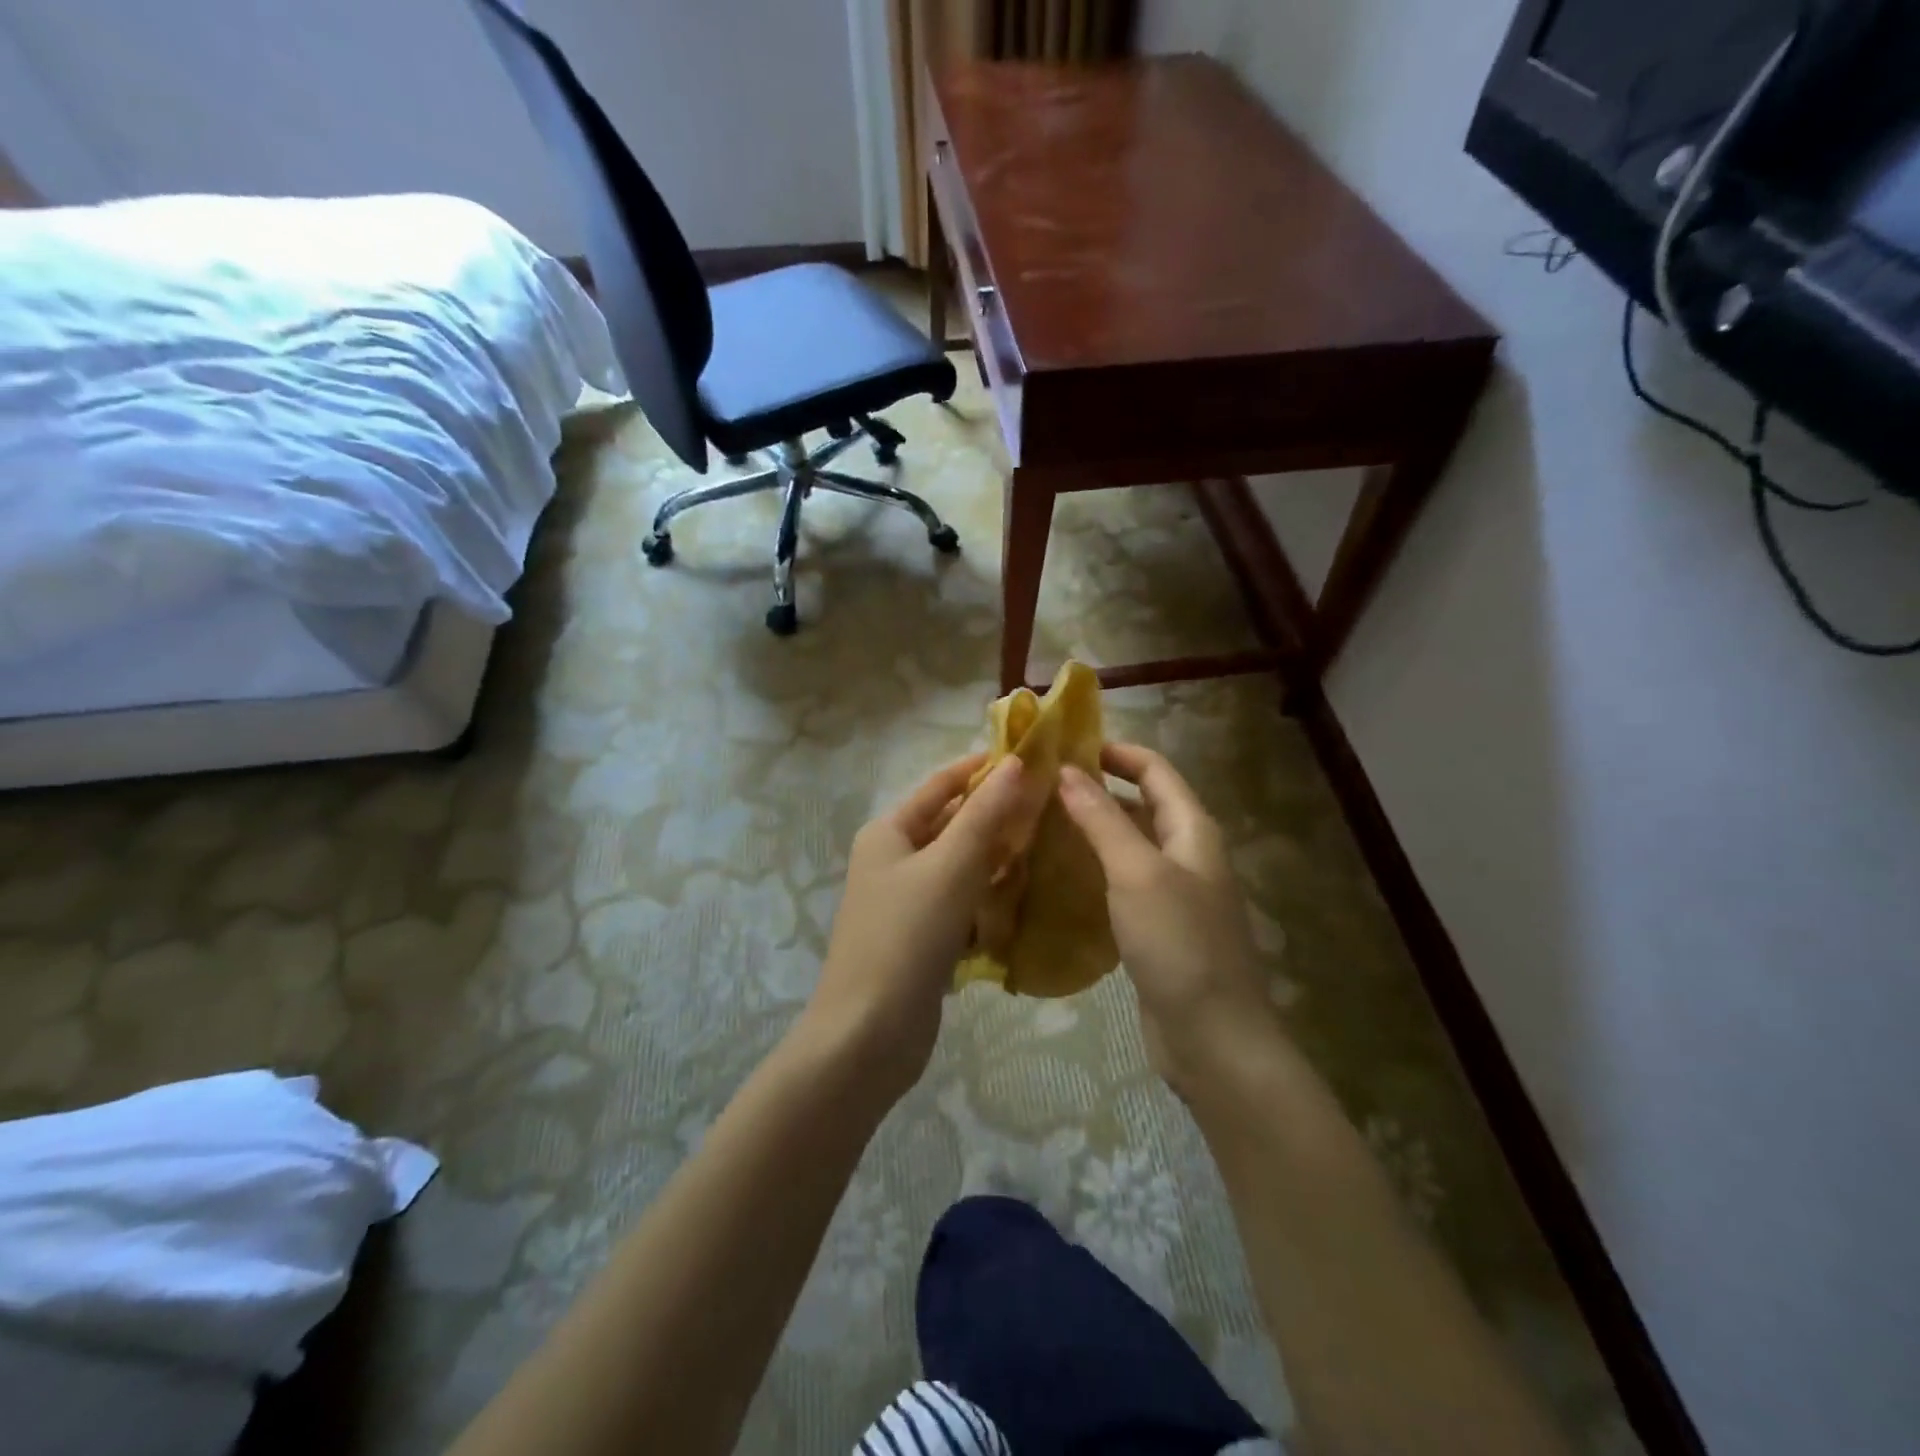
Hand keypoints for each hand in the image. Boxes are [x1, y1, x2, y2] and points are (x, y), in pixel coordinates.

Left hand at [799, 754, 1036, 1101]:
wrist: (869, 1033)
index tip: (1031, 758)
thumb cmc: (908, 935)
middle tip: (1050, 808)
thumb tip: (1013, 763)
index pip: (941, 785)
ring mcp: (905, 902)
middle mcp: (892, 859)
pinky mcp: (920, 938)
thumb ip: (985, 815)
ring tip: (1047, 849)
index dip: (983, 768)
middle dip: (996, 817)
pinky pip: (959, 904)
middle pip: (951, 825)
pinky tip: (1021, 900)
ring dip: (996, 859)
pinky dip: (986, 900)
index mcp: (889, 832)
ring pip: (959, 867)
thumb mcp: (951, 866)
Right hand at [1057, 744, 1276, 1090]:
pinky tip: (1057, 877)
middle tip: (1043, 786)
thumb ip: (1102, 819)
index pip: (1155, 770)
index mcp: (1193, 831)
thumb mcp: (1137, 872)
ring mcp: (1174, 895)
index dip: (1116, 752)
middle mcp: (1187, 855)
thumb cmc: (1179, 943)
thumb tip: (1068, 772)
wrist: (1213, 1039)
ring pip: (1130, 846)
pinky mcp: (1158, 929)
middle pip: (1142, 805)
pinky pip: (1122, 884)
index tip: (1067, 746)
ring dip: (1092, 831)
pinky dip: (1093, 871)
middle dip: (1098, 790)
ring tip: (1040, 823)